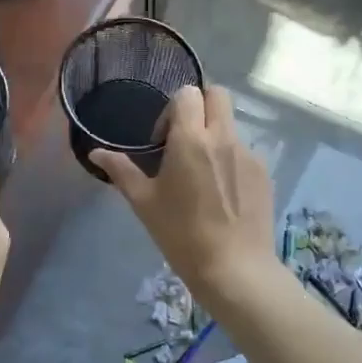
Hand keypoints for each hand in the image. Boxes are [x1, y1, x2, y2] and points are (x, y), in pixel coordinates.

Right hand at [91, 85, 275, 304]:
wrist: (234, 268)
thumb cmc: (181, 234)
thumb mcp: (144, 202)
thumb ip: (121, 171)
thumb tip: (96, 152)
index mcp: (191, 139)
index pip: (187, 94)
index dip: (172, 109)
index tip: (163, 139)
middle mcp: (224, 137)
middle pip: (217, 95)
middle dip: (200, 106)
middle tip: (185, 139)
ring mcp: (249, 154)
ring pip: (231, 125)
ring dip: (215, 135)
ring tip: (203, 175)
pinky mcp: (265, 173)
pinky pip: (244, 152)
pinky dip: (230, 160)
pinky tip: (222, 195)